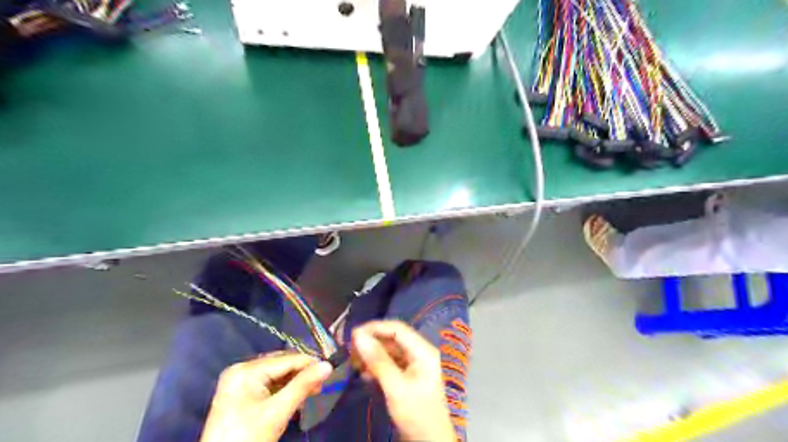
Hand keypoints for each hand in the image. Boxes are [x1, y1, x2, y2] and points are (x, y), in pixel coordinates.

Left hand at [201, 353, 330, 441]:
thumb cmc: (247, 438)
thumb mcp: (277, 412)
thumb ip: (303, 386)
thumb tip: (328, 365)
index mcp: (246, 370)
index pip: (285, 360)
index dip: (309, 363)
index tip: (330, 370)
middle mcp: (241, 370)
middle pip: (281, 365)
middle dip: (302, 374)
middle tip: (322, 384)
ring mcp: (239, 383)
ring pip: (276, 376)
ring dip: (295, 383)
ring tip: (313, 392)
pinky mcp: (240, 396)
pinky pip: (268, 386)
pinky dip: (283, 391)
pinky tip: (296, 398)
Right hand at [352, 320, 456, 441]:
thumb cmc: (416, 414)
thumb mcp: (396, 387)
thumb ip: (378, 360)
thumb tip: (358, 336)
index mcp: (423, 351)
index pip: (397, 329)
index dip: (375, 328)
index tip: (353, 334)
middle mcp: (419, 354)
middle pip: (393, 339)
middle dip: (372, 342)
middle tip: (350, 350)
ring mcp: (414, 366)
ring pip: (390, 352)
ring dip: (372, 355)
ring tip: (354, 363)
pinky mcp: (408, 378)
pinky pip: (391, 365)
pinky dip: (377, 367)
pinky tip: (365, 374)